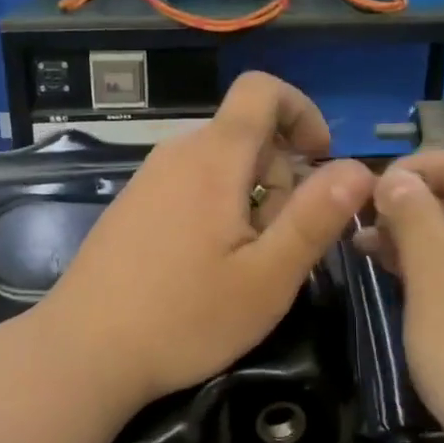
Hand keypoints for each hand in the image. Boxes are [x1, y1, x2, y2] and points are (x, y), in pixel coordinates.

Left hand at [41, 73, 375, 410]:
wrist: (83, 352)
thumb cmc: (184, 318)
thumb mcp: (267, 277)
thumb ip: (316, 217)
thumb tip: (361, 167)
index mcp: (213, 158)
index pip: (262, 90)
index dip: (302, 111)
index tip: (318, 162)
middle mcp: (177, 154)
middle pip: (246, 134)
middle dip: (280, 176)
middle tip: (277, 245)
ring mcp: (147, 179)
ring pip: (220, 165)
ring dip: (249, 200)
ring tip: (241, 264)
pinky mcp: (131, 207)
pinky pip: (190, 186)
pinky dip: (216, 210)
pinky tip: (204, 268)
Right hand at [361, 150, 443, 442]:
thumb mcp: (438, 278)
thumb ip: (415, 217)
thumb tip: (394, 177)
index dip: (428, 165)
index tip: (377, 184)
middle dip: (418, 201)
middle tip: (365, 216)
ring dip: (420, 234)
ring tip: (365, 243)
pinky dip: (435, 266)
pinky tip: (394, 272)